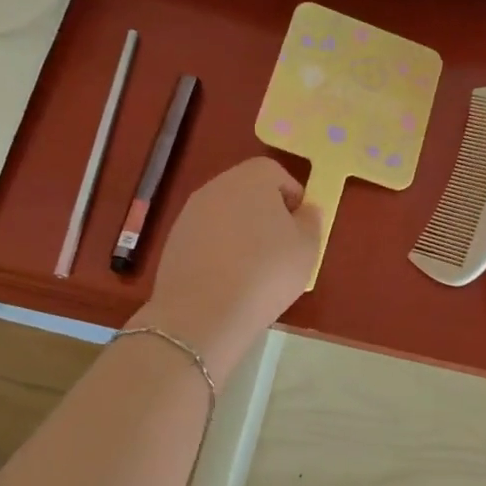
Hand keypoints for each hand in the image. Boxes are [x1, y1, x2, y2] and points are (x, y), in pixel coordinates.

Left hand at [131, 157, 321, 378]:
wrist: (202, 313)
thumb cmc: (266, 272)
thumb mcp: (308, 247)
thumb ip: (310, 221)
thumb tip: (304, 210)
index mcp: (252, 178)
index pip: (276, 173)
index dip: (292, 197)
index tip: (300, 227)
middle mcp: (217, 186)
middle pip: (248, 191)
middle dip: (265, 213)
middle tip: (280, 248)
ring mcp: (190, 213)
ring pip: (225, 214)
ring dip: (241, 232)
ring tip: (254, 269)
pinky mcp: (174, 240)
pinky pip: (206, 237)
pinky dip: (219, 250)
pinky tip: (228, 280)